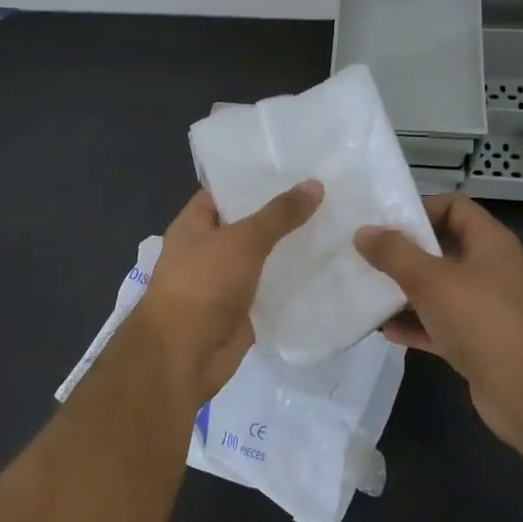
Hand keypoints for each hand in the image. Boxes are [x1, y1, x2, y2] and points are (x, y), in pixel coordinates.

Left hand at [132, 181, 323, 408]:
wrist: (184, 355)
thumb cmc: (203, 285)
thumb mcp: (241, 241)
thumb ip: (278, 215)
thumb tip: (314, 185)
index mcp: (195, 224)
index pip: (226, 190)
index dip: (256, 178)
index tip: (295, 166)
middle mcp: (209, 249)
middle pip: (249, 224)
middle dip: (283, 214)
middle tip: (328, 193)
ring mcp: (227, 281)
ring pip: (265, 258)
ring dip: (293, 249)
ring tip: (338, 226)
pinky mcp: (244, 310)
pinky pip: (273, 290)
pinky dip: (295, 283)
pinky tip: (330, 269)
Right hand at [355, 194, 522, 451]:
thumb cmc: (481, 321)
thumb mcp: (431, 279)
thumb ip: (394, 253)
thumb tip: (363, 232)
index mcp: (489, 243)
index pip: (455, 207)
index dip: (421, 208)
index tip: (384, 221)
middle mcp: (490, 270)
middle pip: (442, 248)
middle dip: (403, 251)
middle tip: (365, 253)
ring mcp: (484, 308)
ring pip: (437, 289)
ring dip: (404, 290)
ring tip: (366, 289)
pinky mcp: (476, 342)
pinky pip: (438, 324)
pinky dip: (414, 325)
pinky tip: (384, 329)